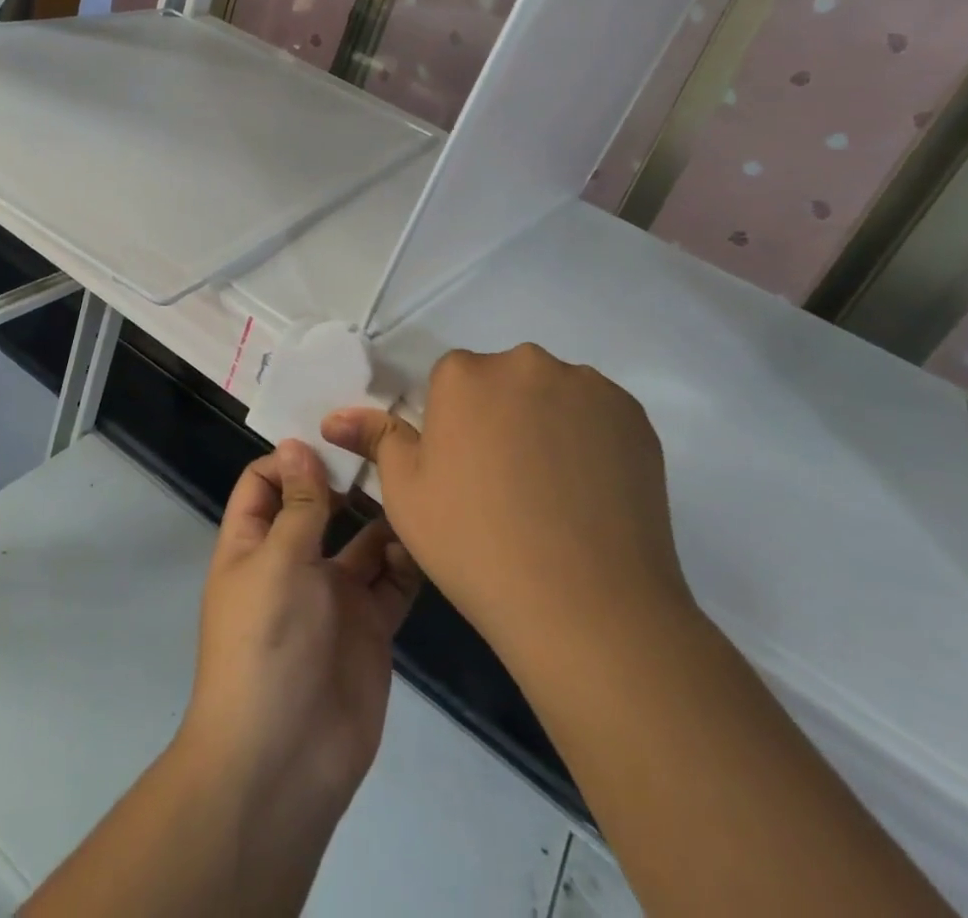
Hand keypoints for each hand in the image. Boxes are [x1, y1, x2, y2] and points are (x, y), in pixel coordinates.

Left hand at [177, 440, 421, 826]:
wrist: (284, 763)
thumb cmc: (266, 645)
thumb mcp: (277, 562)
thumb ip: (297, 505)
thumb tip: (297, 444)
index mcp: (254, 543)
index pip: (265, 481)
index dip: (292, 457)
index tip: (333, 435)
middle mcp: (294, 561)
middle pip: (320, 505)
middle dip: (347, 478)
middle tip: (389, 444)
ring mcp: (334, 595)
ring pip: (364, 540)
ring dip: (385, 516)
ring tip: (417, 484)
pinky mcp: (371, 627)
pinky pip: (393, 582)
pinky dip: (408, 560)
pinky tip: (426, 540)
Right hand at [322, 343, 691, 670]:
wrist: (587, 605)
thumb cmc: (476, 544)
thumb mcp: (407, 495)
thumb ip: (376, 440)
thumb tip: (334, 417)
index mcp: (464, 374)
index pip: (451, 382)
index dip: (453, 427)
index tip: (462, 474)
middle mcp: (525, 363)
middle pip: (502, 381)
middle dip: (499, 417)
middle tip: (505, 486)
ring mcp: (586, 386)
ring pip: (551, 395)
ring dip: (545, 424)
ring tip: (553, 494)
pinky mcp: (633, 415)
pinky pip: (597, 415)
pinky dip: (589, 440)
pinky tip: (589, 493)